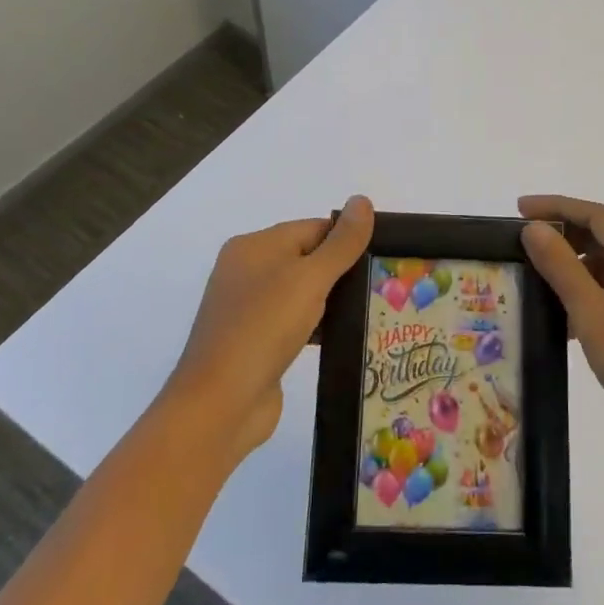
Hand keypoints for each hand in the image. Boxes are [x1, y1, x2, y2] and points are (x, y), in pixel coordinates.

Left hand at [163, 195, 373, 464]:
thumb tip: (362, 200)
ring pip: (302, 292)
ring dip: (332, 300)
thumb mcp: (309, 278)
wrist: (220, 404)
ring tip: (374, 309)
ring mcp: (248, 309)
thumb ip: (341, 242)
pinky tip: (345, 337)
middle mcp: (247, 271)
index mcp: (253, 247)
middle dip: (342, 270)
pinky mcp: (255, 342)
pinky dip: (318, 325)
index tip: (381, 256)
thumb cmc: (264, 328)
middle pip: (307, 258)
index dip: (346, 239)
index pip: (312, 228)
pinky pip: (294, 322)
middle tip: (384, 283)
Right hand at [519, 194, 603, 489]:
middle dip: (562, 236)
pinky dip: (580, 300)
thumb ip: (562, 267)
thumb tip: (533, 228)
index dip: (558, 207)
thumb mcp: (595, 315)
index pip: (599, 217)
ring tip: (527, 275)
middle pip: (603, 240)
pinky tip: (552, 315)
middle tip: (518, 242)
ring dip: (569, 269)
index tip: (518, 209)